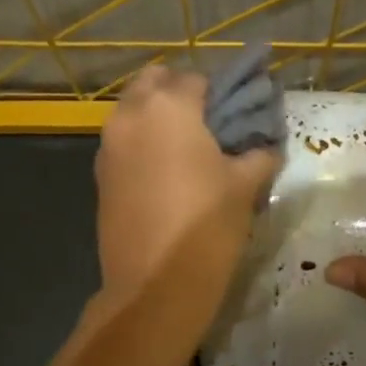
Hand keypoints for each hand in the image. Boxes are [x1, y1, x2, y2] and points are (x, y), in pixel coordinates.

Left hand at [95, 64, 278, 299]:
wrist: (155, 286)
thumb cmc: (206, 226)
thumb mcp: (245, 186)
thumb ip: (258, 155)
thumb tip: (266, 147)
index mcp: (168, 106)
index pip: (196, 79)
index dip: (219, 95)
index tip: (236, 117)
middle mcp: (130, 115)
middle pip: (153, 82)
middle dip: (179, 93)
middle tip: (208, 124)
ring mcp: (108, 146)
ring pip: (132, 112)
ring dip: (157, 117)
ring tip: (188, 151)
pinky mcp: (99, 176)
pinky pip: (123, 143)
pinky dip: (142, 144)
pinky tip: (166, 175)